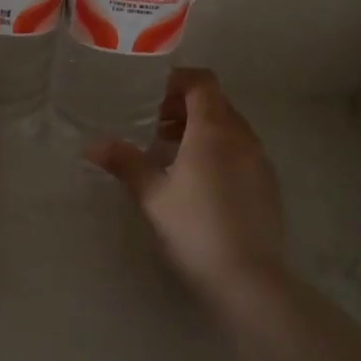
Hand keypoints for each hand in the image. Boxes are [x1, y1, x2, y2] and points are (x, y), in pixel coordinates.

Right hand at [87, 68, 285, 302]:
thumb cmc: (195, 228)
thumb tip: (92, 145)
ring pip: (229, 127)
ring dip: (201, 128)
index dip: (177, 80)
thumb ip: (125, 163)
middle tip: (154, 125)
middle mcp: (241, 136)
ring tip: (171, 153)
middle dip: (184, 106)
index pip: (202, 82)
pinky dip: (218, 149)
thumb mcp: (152, 195)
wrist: (249, 279)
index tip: (151, 96)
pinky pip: (240, 150)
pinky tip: (198, 181)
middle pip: (215, 102)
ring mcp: (259, 160)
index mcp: (213, 129)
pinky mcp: (268, 184)